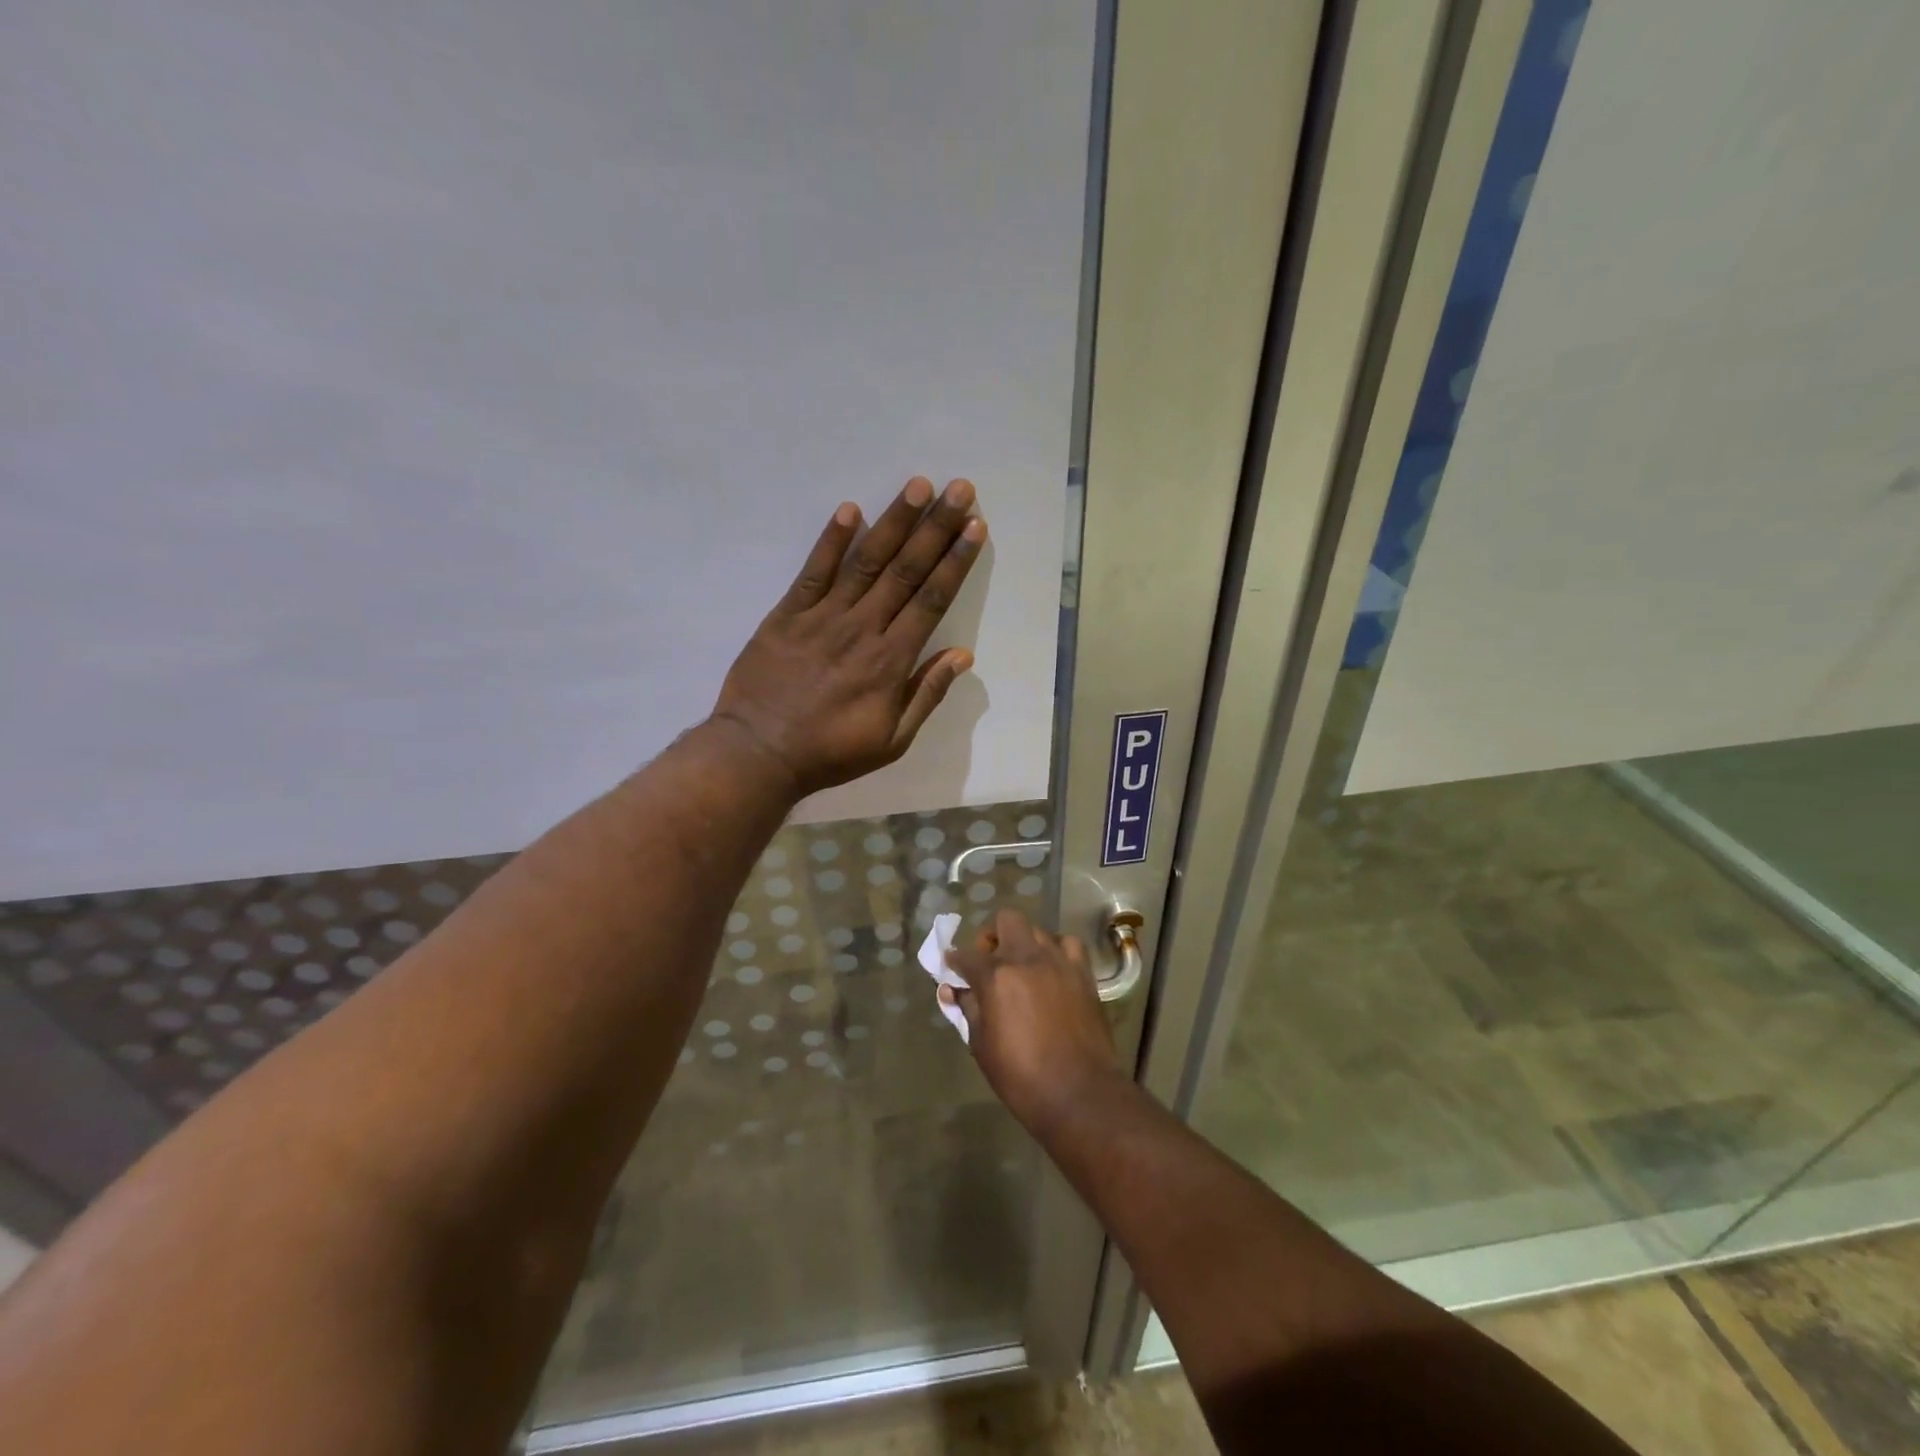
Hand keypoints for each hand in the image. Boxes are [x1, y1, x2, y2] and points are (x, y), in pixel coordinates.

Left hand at [712, 477, 986, 797]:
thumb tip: (962, 655)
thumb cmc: (830, 752)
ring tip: (918, 486)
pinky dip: (831, 540)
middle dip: (936, 527)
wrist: (759, 753)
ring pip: (866, 562)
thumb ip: (926, 694)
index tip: (975, 528)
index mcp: (891, 660)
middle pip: (905, 570)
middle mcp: (862, 628)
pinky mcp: (787, 614)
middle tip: (959, 490)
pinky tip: (850, 509)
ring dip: (894, 522)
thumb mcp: (891, 740)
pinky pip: (813, 571)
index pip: (931, 600)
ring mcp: (822, 617)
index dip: (955, 562)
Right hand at [942, 909, 1125, 1134]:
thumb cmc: (1022, 1077)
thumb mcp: (982, 1047)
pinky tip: (1052, 970)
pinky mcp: (1083, 973)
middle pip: (1006, 920)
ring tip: (1022, 967)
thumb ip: (968, 1010)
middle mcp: (1026, 958)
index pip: (966, 956)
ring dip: (1024, 943)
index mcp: (996, 977)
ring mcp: (1059, 962)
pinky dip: (1056, 951)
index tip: (952, 968)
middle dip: (992, 936)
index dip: (955, 961)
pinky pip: (1068, 945)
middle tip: (989, 962)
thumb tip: (953, 991)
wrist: (1079, 1093)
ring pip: (1037, 930)